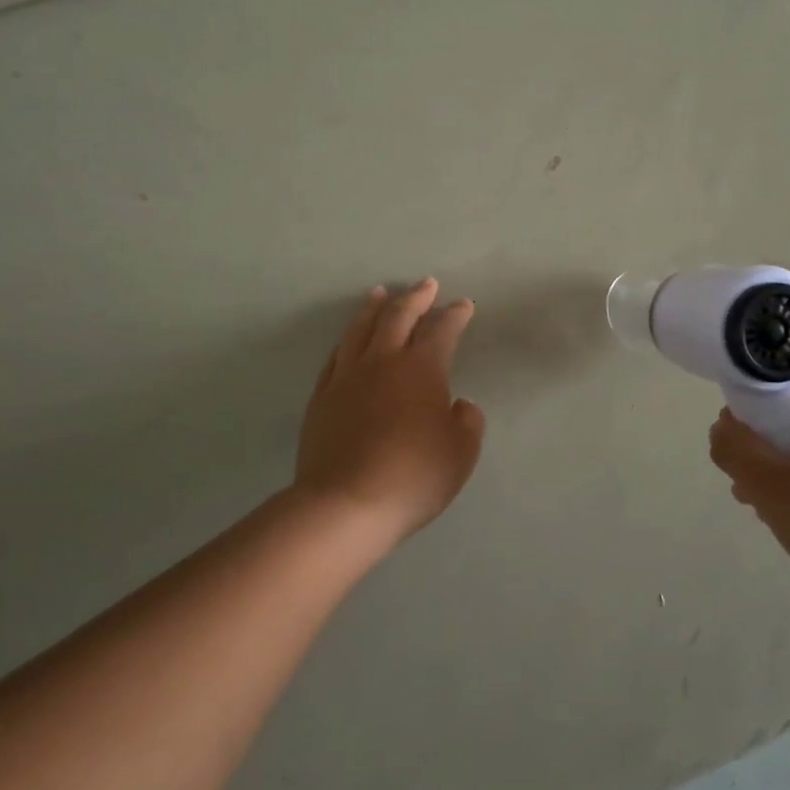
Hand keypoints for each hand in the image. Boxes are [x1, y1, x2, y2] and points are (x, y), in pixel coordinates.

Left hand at [293, 279, 485, 549]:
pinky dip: (348, 340)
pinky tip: (350, 340)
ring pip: (360, 328)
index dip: (455, 315)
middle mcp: (383, 362)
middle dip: (416, 297)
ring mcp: (347, 377)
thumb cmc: (413, 477)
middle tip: (426, 284)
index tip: (463, 305)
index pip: (441, 330)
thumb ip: (467, 422)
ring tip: (380, 293)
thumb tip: (458, 405)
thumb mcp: (461, 453)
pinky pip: (336, 356)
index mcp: (421, 369)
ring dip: (374, 307)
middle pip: (398, 316)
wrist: (346, 504)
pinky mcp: (322, 397)